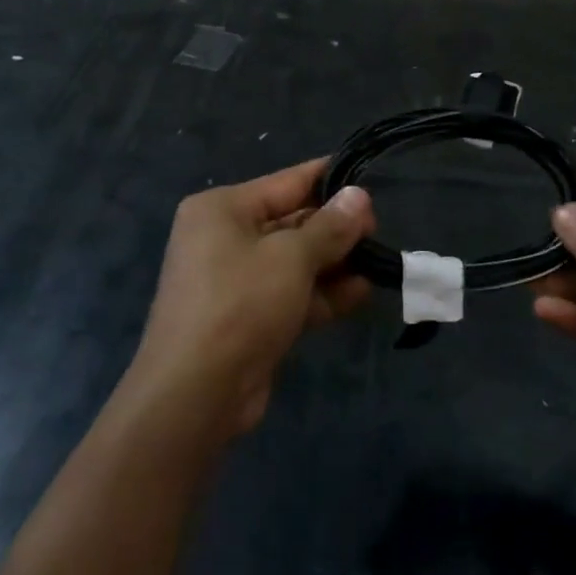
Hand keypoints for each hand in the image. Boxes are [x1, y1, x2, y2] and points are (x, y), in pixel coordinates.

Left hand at [134, 159, 375, 437]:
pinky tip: (362, 293)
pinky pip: (292, 293)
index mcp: (222, 209)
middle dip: (336, 229)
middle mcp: (225, 238)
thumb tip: (359, 195)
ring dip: (335, 263)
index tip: (372, 183)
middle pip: (293, 221)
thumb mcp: (291, 257)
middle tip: (379, 232)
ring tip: (379, 262)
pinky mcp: (249, 317)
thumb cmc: (240, 304)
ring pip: (296, 261)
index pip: (287, 182)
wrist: (196, 393)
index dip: (331, 181)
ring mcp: (236, 280)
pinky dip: (323, 293)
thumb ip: (330, 226)